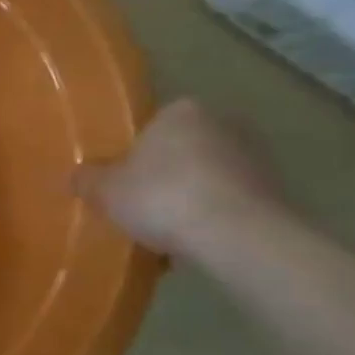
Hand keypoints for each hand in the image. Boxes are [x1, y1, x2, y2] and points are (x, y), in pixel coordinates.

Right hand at [73, 99, 286, 258]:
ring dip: (191, 198)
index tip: (122, 182)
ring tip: (166, 232)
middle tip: (140, 206)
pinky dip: (214, 218)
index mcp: (180, 110)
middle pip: (182, 150)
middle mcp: (222, 122)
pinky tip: (195, 243)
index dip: (133, 154)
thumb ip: (87, 179)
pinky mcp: (276, 191)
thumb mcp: (104, 190)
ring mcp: (255, 156)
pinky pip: (230, 202)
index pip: (152, 125)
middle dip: (165, 175)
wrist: (238, 236)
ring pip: (207, 177)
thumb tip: (77, 176)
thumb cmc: (162, 197)